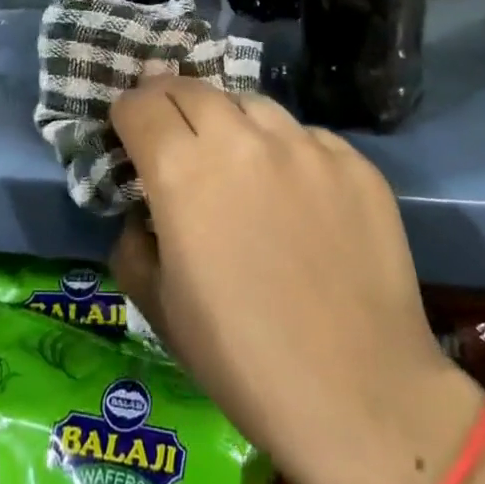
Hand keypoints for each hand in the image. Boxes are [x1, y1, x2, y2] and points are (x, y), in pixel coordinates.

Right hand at [109, 79, 483, 483]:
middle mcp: (241, 139)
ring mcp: (303, 144)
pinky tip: (294, 191)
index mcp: (182, 172)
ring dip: (228, 118)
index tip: (128, 129)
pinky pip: (304, 135)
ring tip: (233, 154)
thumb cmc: (242, 361)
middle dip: (169, 101)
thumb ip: (132, 246)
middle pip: (191, 88)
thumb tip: (140, 214)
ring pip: (250, 102)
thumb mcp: (160, 309)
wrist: (359, 394)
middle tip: (171, 129)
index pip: (140, 104)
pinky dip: (285, 149)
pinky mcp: (352, 159)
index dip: (126, 113)